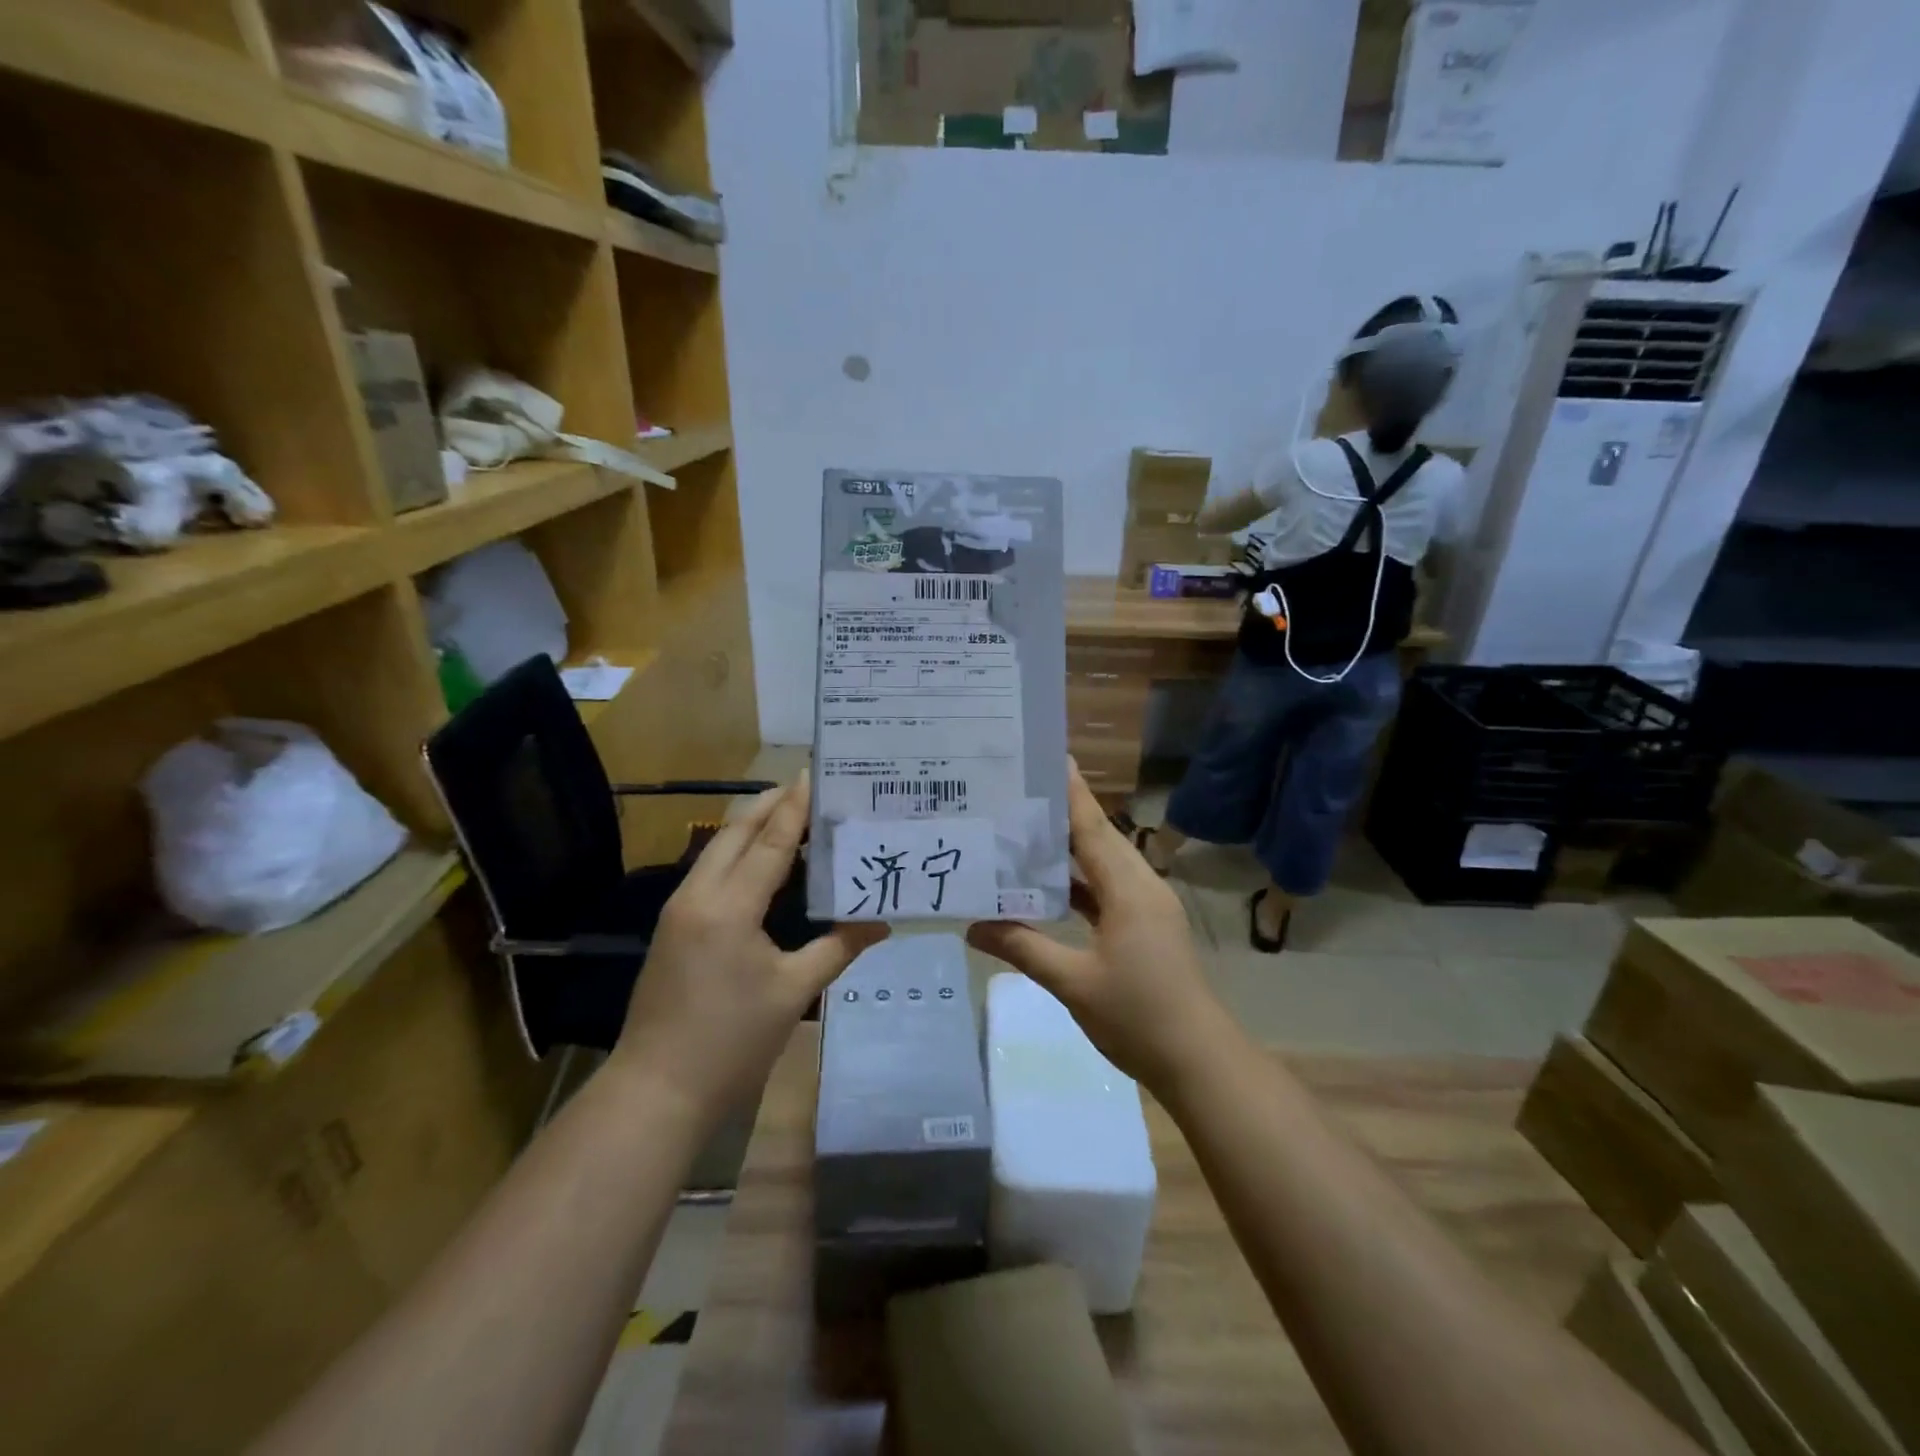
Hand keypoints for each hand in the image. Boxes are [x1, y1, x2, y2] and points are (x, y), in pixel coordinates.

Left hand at [613, 775, 886, 1120]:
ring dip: (752, 827)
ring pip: (717, 849)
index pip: (770, 842)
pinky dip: (739, 854)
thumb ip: (839, 948)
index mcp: (729, 906)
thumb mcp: (794, 993)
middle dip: (770, 805)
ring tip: (793, 816)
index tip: (814, 774)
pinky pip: (710, 872)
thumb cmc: (730, 1042)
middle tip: (808, 788)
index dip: (795, 807)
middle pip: (735, 832)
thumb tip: (882, 923)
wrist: (656, 1091)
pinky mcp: (674, 927)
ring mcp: (679, 910)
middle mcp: (698, 895)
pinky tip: (765, 863)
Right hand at [967, 764, 1236, 1093]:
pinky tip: (1048, 886)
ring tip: (1023, 832)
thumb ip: (1023, 947)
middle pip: (1098, 838)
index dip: (1071, 792)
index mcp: (1129, 889)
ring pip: (1103, 865)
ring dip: (1068, 850)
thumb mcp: (1073, 982)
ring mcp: (1147, 907)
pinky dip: (1079, 883)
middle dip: (1061, 814)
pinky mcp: (1146, 927)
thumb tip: (972, 927)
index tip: (1049, 756)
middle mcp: (1141, 886)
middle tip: (1017, 793)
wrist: (1198, 1061)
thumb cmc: (1138, 1016)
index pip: (1093, 827)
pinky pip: (1107, 890)